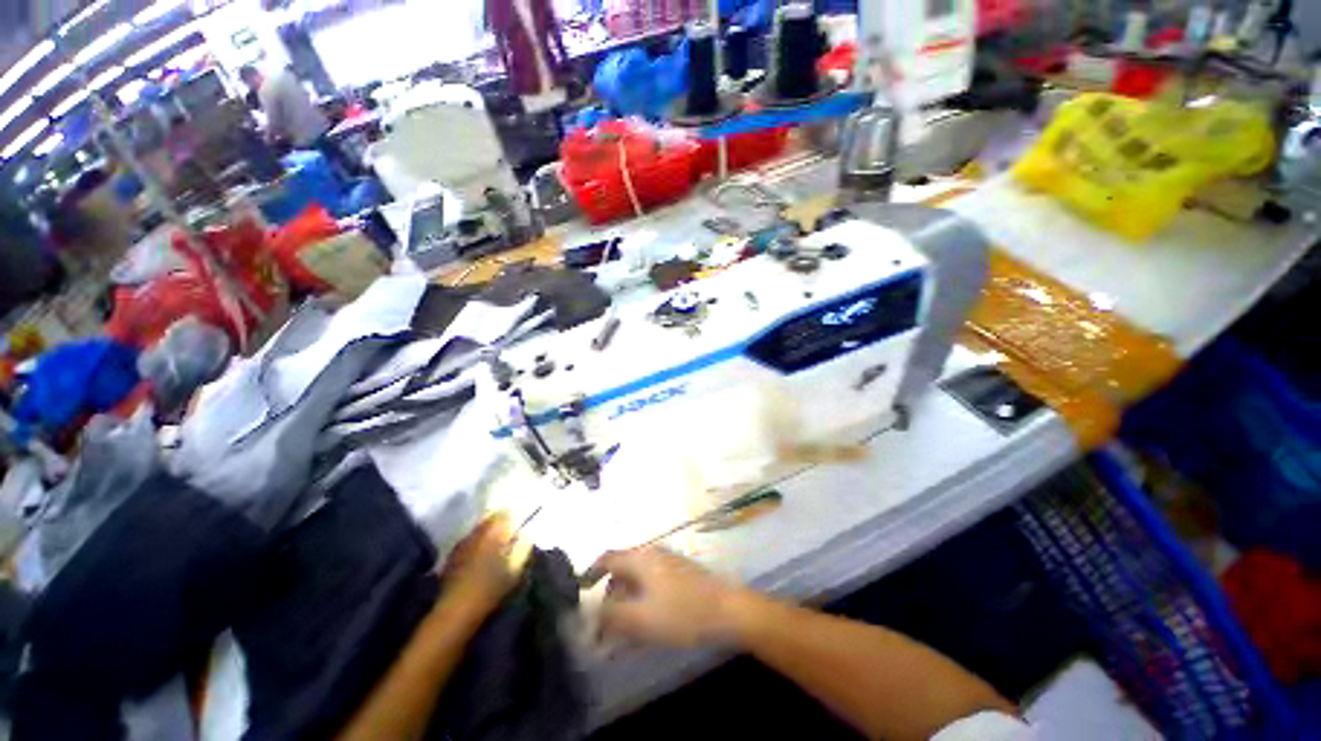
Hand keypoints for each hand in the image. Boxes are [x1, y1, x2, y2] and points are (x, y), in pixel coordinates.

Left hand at [443, 513, 531, 617]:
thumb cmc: (490, 589)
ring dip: (488, 531)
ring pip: (479, 528)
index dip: (514, 515)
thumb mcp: (515, 570)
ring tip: (497, 542)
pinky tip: (481, 554)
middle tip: (511, 530)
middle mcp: (476, 532)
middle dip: (500, 521)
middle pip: (490, 518)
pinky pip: (469, 540)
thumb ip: (523, 548)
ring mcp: (462, 543)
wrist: (455, 611)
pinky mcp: (452, 555)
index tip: (521, 521)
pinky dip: (477, 542)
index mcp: (493, 532)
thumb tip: (526, 535)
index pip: (506, 513)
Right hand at [591, 547, 752, 648]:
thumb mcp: (641, 619)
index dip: (591, 574)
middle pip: (622, 570)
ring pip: (638, 580)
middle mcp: (652, 553)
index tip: (582, 596)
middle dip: (610, 597)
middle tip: (604, 625)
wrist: (728, 610)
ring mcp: (668, 562)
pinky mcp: (680, 574)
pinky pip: (652, 585)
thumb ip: (611, 616)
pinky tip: (646, 625)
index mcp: (640, 558)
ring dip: (626, 602)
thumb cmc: (681, 612)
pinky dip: (643, 601)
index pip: (607, 558)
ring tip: (624, 631)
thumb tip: (590, 613)